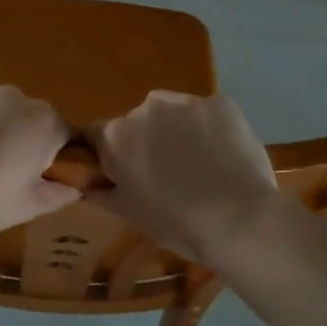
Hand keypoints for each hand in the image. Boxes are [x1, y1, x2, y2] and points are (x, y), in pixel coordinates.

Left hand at [0, 85, 80, 235]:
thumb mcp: (28, 207)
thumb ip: (59, 193)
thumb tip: (76, 188)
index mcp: (44, 122)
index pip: (65, 133)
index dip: (55, 154)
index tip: (40, 174)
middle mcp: (16, 96)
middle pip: (29, 116)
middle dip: (23, 136)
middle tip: (4, 168)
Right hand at [89, 91, 289, 266]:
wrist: (239, 221)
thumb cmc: (176, 223)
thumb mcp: (131, 215)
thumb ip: (103, 194)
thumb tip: (87, 185)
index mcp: (116, 136)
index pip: (100, 135)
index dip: (114, 153)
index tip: (129, 173)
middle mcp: (144, 109)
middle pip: (139, 121)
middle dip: (149, 140)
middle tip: (169, 173)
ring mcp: (184, 102)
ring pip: (173, 112)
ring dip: (178, 129)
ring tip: (201, 162)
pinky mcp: (219, 103)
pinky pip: (207, 113)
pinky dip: (211, 128)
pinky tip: (225, 154)